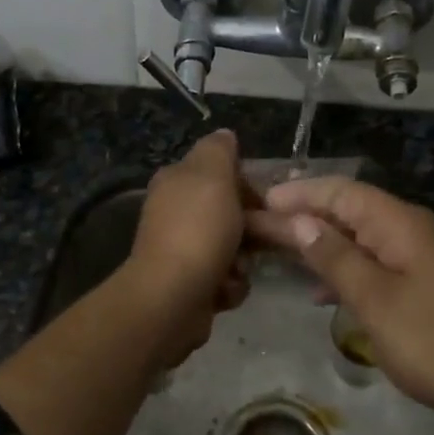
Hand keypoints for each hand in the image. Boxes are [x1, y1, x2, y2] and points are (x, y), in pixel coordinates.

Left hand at [119, 129, 250, 364]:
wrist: (172, 298)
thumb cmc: (198, 230)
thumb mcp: (212, 174)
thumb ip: (219, 150)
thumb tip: (224, 135)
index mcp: (175, 182)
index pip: (219, 173)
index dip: (245, 185)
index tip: (261, 201)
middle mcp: (174, 213)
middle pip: (228, 213)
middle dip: (249, 228)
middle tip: (260, 238)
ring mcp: (179, 250)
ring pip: (231, 248)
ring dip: (242, 261)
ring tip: (237, 269)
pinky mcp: (188, 284)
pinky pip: (224, 279)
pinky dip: (229, 286)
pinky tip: (224, 290)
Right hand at [246, 177, 433, 417]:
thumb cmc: (433, 340)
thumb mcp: (374, 299)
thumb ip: (334, 258)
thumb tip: (299, 222)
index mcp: (398, 223)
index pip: (340, 191)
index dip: (298, 193)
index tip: (258, 202)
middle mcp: (407, 229)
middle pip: (347, 210)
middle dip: (303, 216)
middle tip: (257, 226)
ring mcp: (417, 257)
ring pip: (358, 238)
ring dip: (320, 243)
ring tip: (278, 252)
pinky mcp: (421, 284)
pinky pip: (372, 263)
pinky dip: (343, 269)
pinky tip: (322, 291)